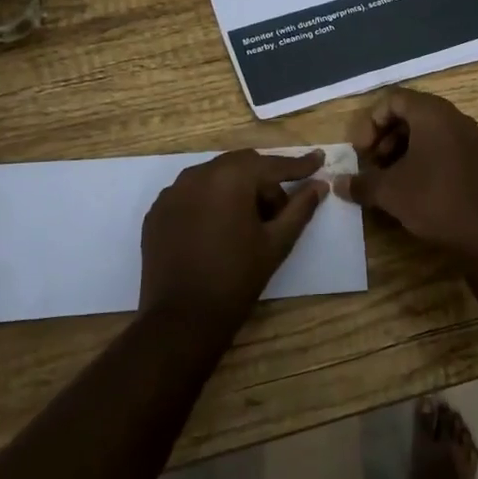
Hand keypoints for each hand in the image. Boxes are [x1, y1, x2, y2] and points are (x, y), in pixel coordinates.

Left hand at [140, 149, 327, 324]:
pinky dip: (210, 201)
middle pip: (242, 165)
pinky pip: (191, 193)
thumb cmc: (237, 278)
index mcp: (231, 178)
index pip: (272, 165)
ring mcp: (173, 192)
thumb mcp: (276, 242)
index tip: (319, 159)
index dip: (299, 165)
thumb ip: (300, 208)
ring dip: (236, 189)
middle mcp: (198, 174)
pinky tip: (218, 229)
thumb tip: (319, 185)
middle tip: (279, 210)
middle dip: (264, 180)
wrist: (182, 319)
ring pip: (215, 176)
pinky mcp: (157, 212)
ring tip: (247, 222)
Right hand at [335, 89, 477, 251]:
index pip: (394, 99)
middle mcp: (453, 117)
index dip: (371, 122)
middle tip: (372, 162)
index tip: (361, 151)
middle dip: (384, 135)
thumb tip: (337, 184)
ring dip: (401, 147)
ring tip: (388, 176)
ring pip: (426, 129)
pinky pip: (442, 144)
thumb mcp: (389, 192)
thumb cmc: (433, 200)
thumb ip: (360, 183)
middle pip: (410, 112)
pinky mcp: (476, 156)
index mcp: (432, 114)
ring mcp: (468, 136)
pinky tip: (411, 184)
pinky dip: (422, 155)